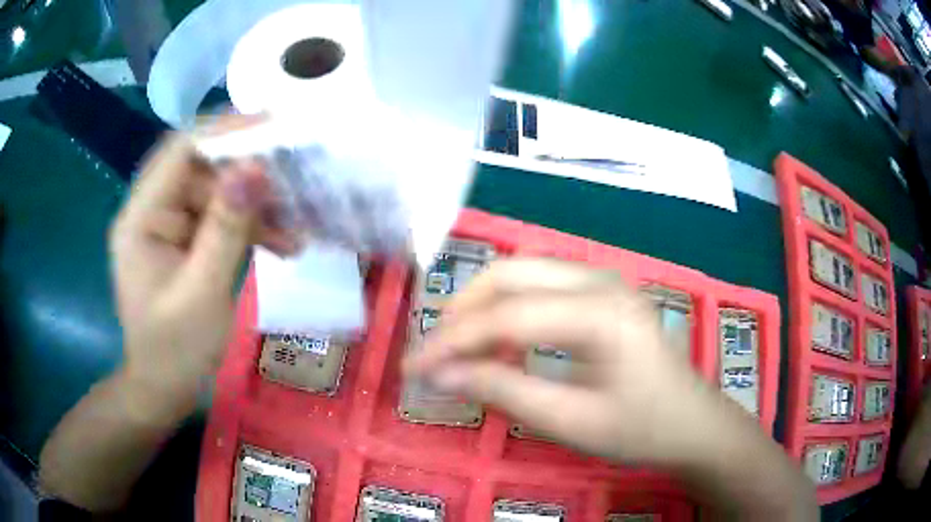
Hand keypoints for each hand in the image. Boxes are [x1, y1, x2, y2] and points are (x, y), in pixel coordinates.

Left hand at [108, 117, 294, 419]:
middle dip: (248, 177)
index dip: (225, 131)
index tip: (274, 127)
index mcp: (141, 218)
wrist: (164, 388)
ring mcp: (170, 226)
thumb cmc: (175, 350)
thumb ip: (225, 229)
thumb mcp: (202, 292)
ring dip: (255, 208)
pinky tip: (282, 244)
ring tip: (294, 231)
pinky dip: (250, 228)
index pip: (180, 151)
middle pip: (202, 169)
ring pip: (217, 194)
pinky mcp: (186, 241)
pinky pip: (221, 219)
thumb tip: (254, 168)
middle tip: (293, 185)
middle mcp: (152, 211)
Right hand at [405, 258, 746, 465]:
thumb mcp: (570, 422)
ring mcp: (603, 281)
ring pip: (523, 273)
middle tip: (434, 353)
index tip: (412, 369)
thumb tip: (440, 375)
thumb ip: (503, 392)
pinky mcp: (602, 293)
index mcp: (600, 313)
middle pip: (510, 275)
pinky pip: (541, 286)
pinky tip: (497, 337)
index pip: (506, 316)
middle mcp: (600, 280)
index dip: (452, 342)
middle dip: (461, 311)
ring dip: (481, 304)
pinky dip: (508, 307)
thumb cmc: (641, 429)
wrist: (693, 425)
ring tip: (455, 345)